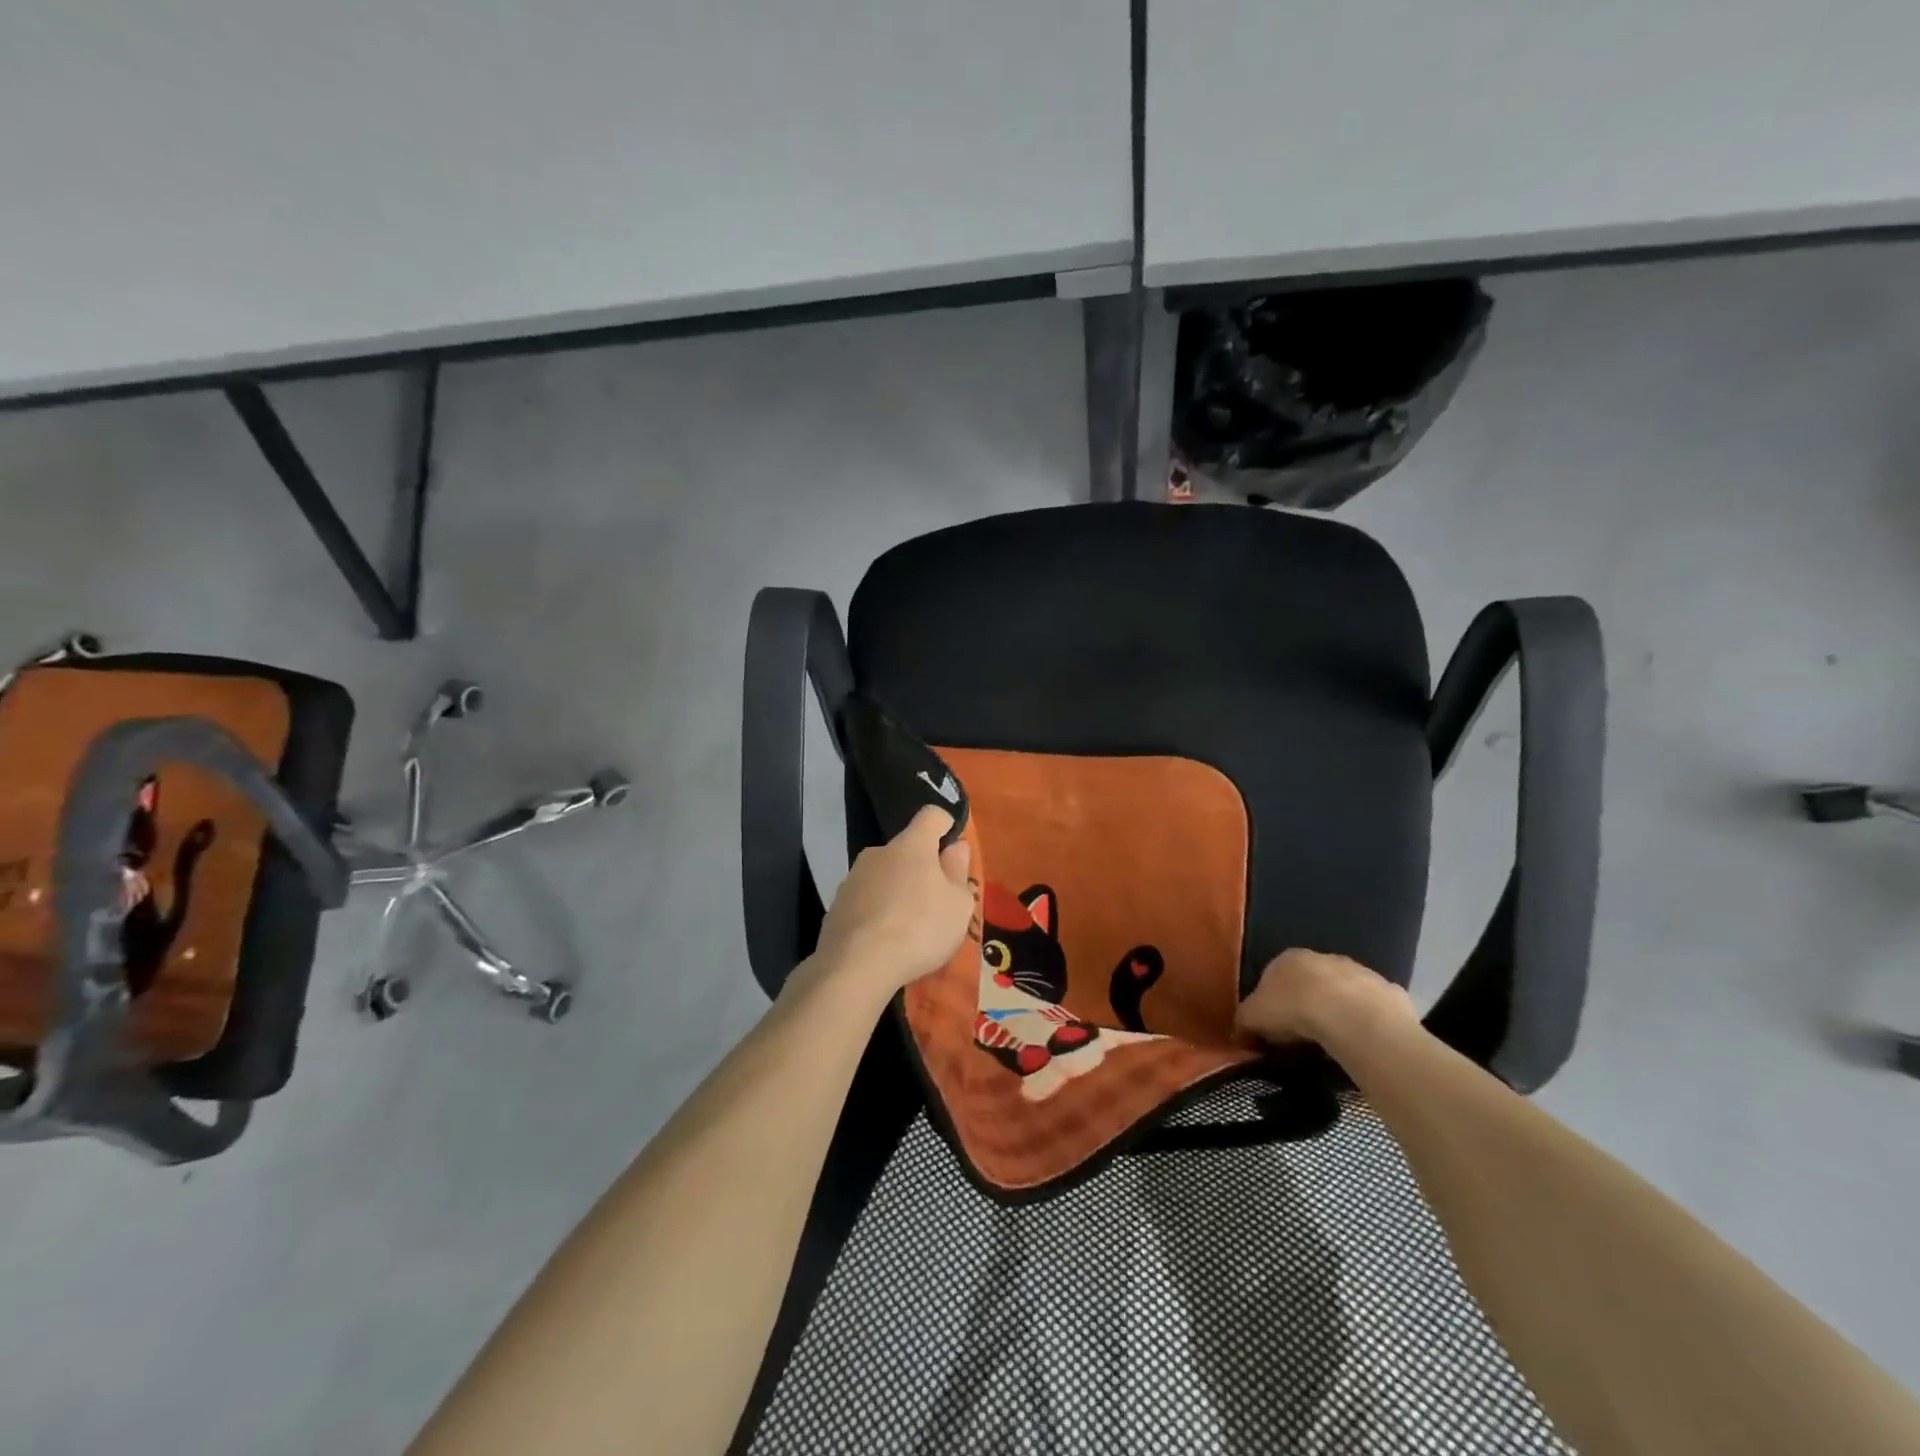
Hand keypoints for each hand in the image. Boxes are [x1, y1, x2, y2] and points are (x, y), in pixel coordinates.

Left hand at [807, 807, 973, 996]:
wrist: (856, 966)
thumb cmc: (920, 928)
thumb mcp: (958, 905)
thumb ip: (958, 872)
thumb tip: (955, 847)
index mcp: (912, 844)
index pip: (931, 815)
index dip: (946, 825)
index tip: (953, 846)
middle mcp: (878, 852)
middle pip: (906, 849)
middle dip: (921, 867)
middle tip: (935, 900)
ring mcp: (853, 878)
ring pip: (883, 875)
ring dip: (897, 890)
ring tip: (908, 926)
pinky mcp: (836, 905)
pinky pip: (865, 900)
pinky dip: (877, 912)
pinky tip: (884, 940)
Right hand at [1236, 948, 1413, 1047]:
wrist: (1353, 1018)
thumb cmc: (1295, 1009)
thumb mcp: (1254, 1017)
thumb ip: (1245, 1020)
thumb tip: (1239, 1030)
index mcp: (1288, 958)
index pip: (1274, 975)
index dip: (1272, 1001)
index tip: (1273, 1025)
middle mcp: (1324, 957)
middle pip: (1311, 981)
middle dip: (1307, 1002)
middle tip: (1303, 1035)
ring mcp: (1360, 972)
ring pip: (1344, 993)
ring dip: (1339, 1010)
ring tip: (1334, 1042)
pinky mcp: (1389, 993)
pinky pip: (1373, 1010)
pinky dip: (1367, 1023)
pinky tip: (1363, 1043)